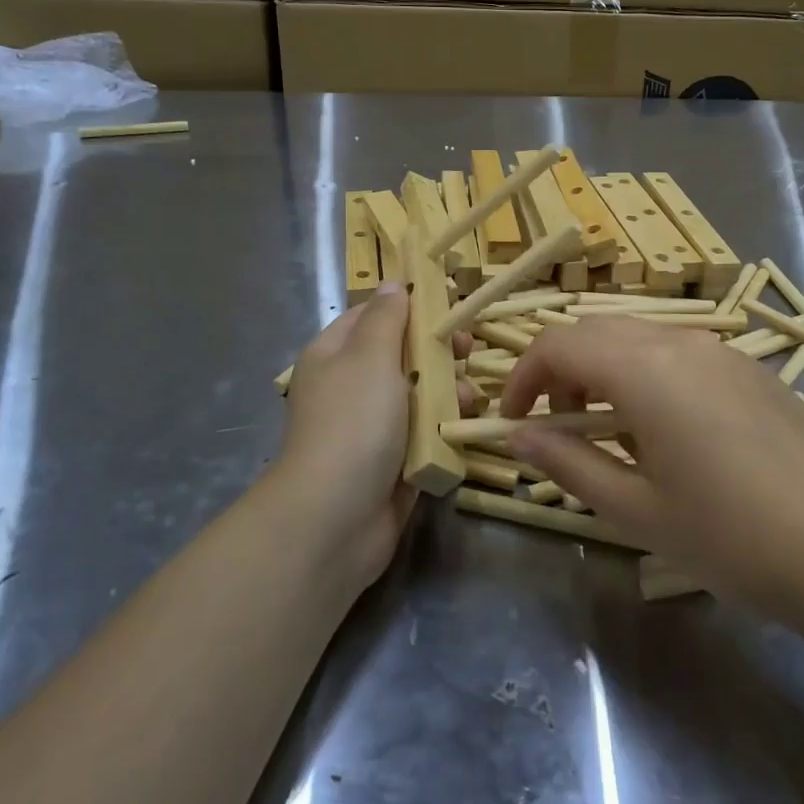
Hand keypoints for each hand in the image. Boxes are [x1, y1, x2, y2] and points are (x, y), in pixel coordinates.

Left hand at [272, 283, 478, 591]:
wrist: (335, 518)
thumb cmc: (353, 423)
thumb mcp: (370, 356)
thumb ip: (387, 318)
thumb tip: (393, 284)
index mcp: (335, 354)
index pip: (375, 314)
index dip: (411, 305)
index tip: (450, 303)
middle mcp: (352, 386)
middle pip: (402, 354)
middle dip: (437, 351)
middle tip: (465, 350)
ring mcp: (372, 426)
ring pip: (420, 394)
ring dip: (447, 392)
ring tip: (468, 400)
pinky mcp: (392, 461)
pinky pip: (425, 433)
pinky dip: (444, 429)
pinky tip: (463, 428)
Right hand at [501, 317, 803, 629]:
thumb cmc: (730, 536)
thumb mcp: (635, 509)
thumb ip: (568, 463)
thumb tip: (518, 436)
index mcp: (644, 370)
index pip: (558, 345)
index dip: (523, 377)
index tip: (513, 421)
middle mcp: (680, 342)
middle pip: (596, 331)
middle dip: (562, 371)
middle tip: (560, 428)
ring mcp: (721, 350)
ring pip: (638, 338)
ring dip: (605, 370)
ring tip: (612, 433)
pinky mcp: (749, 368)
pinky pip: (679, 352)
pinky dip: (647, 374)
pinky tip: (668, 431)